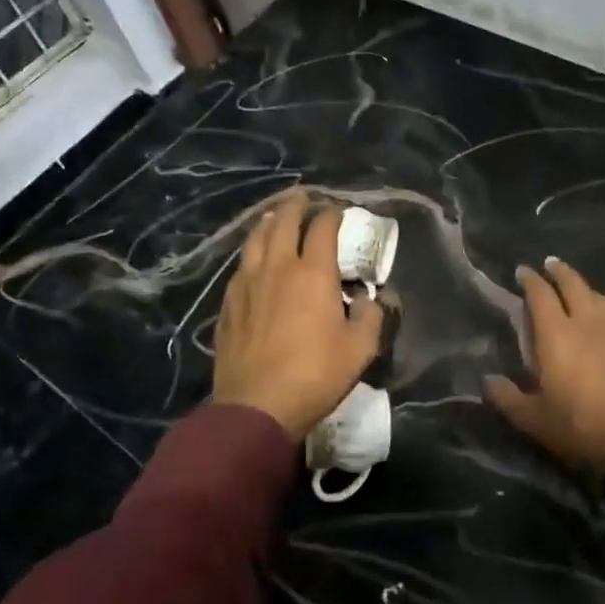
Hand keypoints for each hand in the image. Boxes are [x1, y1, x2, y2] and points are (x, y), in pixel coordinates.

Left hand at [212, 190, 386, 438]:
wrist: (256, 406)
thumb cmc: (315, 375)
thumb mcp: (360, 349)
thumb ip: (373, 316)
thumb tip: (374, 298)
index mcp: (313, 273)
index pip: (323, 227)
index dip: (332, 213)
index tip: (339, 210)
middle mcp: (277, 267)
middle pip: (284, 222)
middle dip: (296, 205)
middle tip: (304, 197)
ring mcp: (247, 283)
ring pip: (256, 238)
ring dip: (269, 222)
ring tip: (276, 217)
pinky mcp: (229, 303)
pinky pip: (241, 265)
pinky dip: (252, 251)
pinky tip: (254, 259)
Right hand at [484, 258, 604, 474]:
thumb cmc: (579, 428)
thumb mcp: (533, 420)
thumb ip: (507, 397)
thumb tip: (488, 381)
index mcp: (557, 335)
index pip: (540, 294)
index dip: (530, 279)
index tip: (522, 271)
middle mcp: (588, 324)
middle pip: (574, 285)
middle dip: (560, 271)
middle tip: (550, 265)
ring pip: (600, 298)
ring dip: (585, 288)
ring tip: (577, 290)